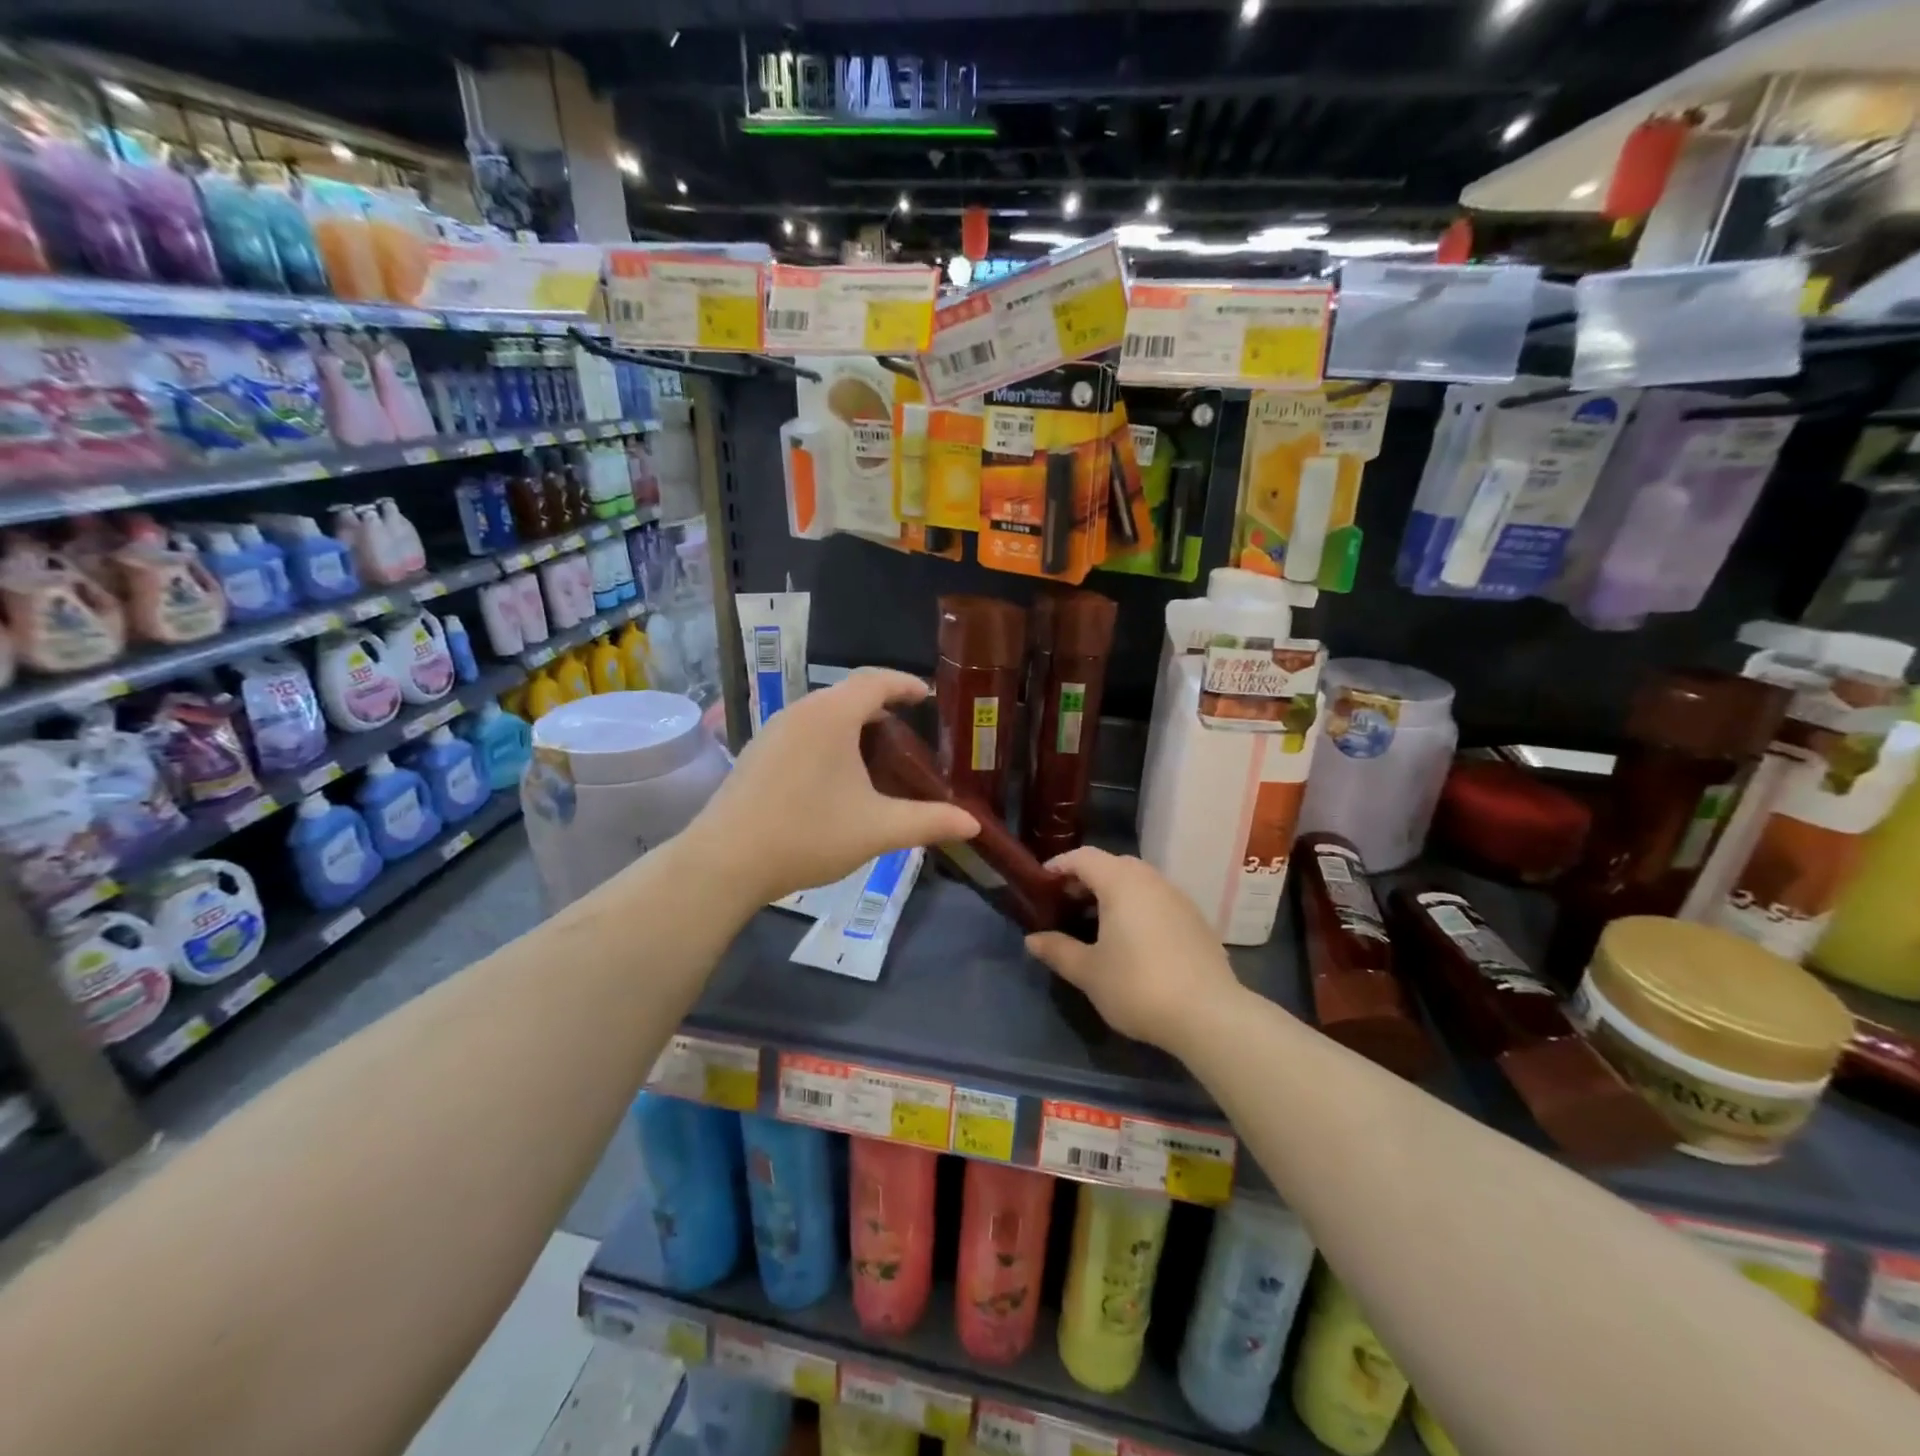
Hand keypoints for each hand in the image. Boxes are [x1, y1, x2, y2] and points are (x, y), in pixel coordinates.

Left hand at [688, 669, 979, 906]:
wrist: (725, 861)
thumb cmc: (808, 834)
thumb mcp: (877, 829)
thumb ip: (928, 821)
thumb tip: (973, 823)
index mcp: (832, 716)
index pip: (876, 681)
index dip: (905, 684)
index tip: (926, 696)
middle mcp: (800, 711)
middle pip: (848, 695)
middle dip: (881, 709)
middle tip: (908, 737)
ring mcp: (773, 731)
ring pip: (823, 714)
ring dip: (852, 727)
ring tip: (875, 758)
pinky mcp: (756, 753)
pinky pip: (803, 731)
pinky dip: (828, 740)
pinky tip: (834, 778)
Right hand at [1025, 847, 1243, 1053]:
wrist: (1209, 1015)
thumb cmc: (1138, 986)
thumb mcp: (1089, 972)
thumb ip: (1058, 950)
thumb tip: (1032, 940)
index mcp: (1121, 882)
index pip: (1084, 857)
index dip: (1059, 866)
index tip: (1041, 884)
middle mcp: (1151, 880)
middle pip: (1113, 865)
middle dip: (1086, 879)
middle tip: (1066, 904)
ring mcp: (1178, 898)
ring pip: (1138, 882)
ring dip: (1114, 893)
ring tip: (1097, 923)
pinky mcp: (1196, 920)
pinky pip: (1158, 900)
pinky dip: (1138, 907)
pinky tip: (1133, 940)